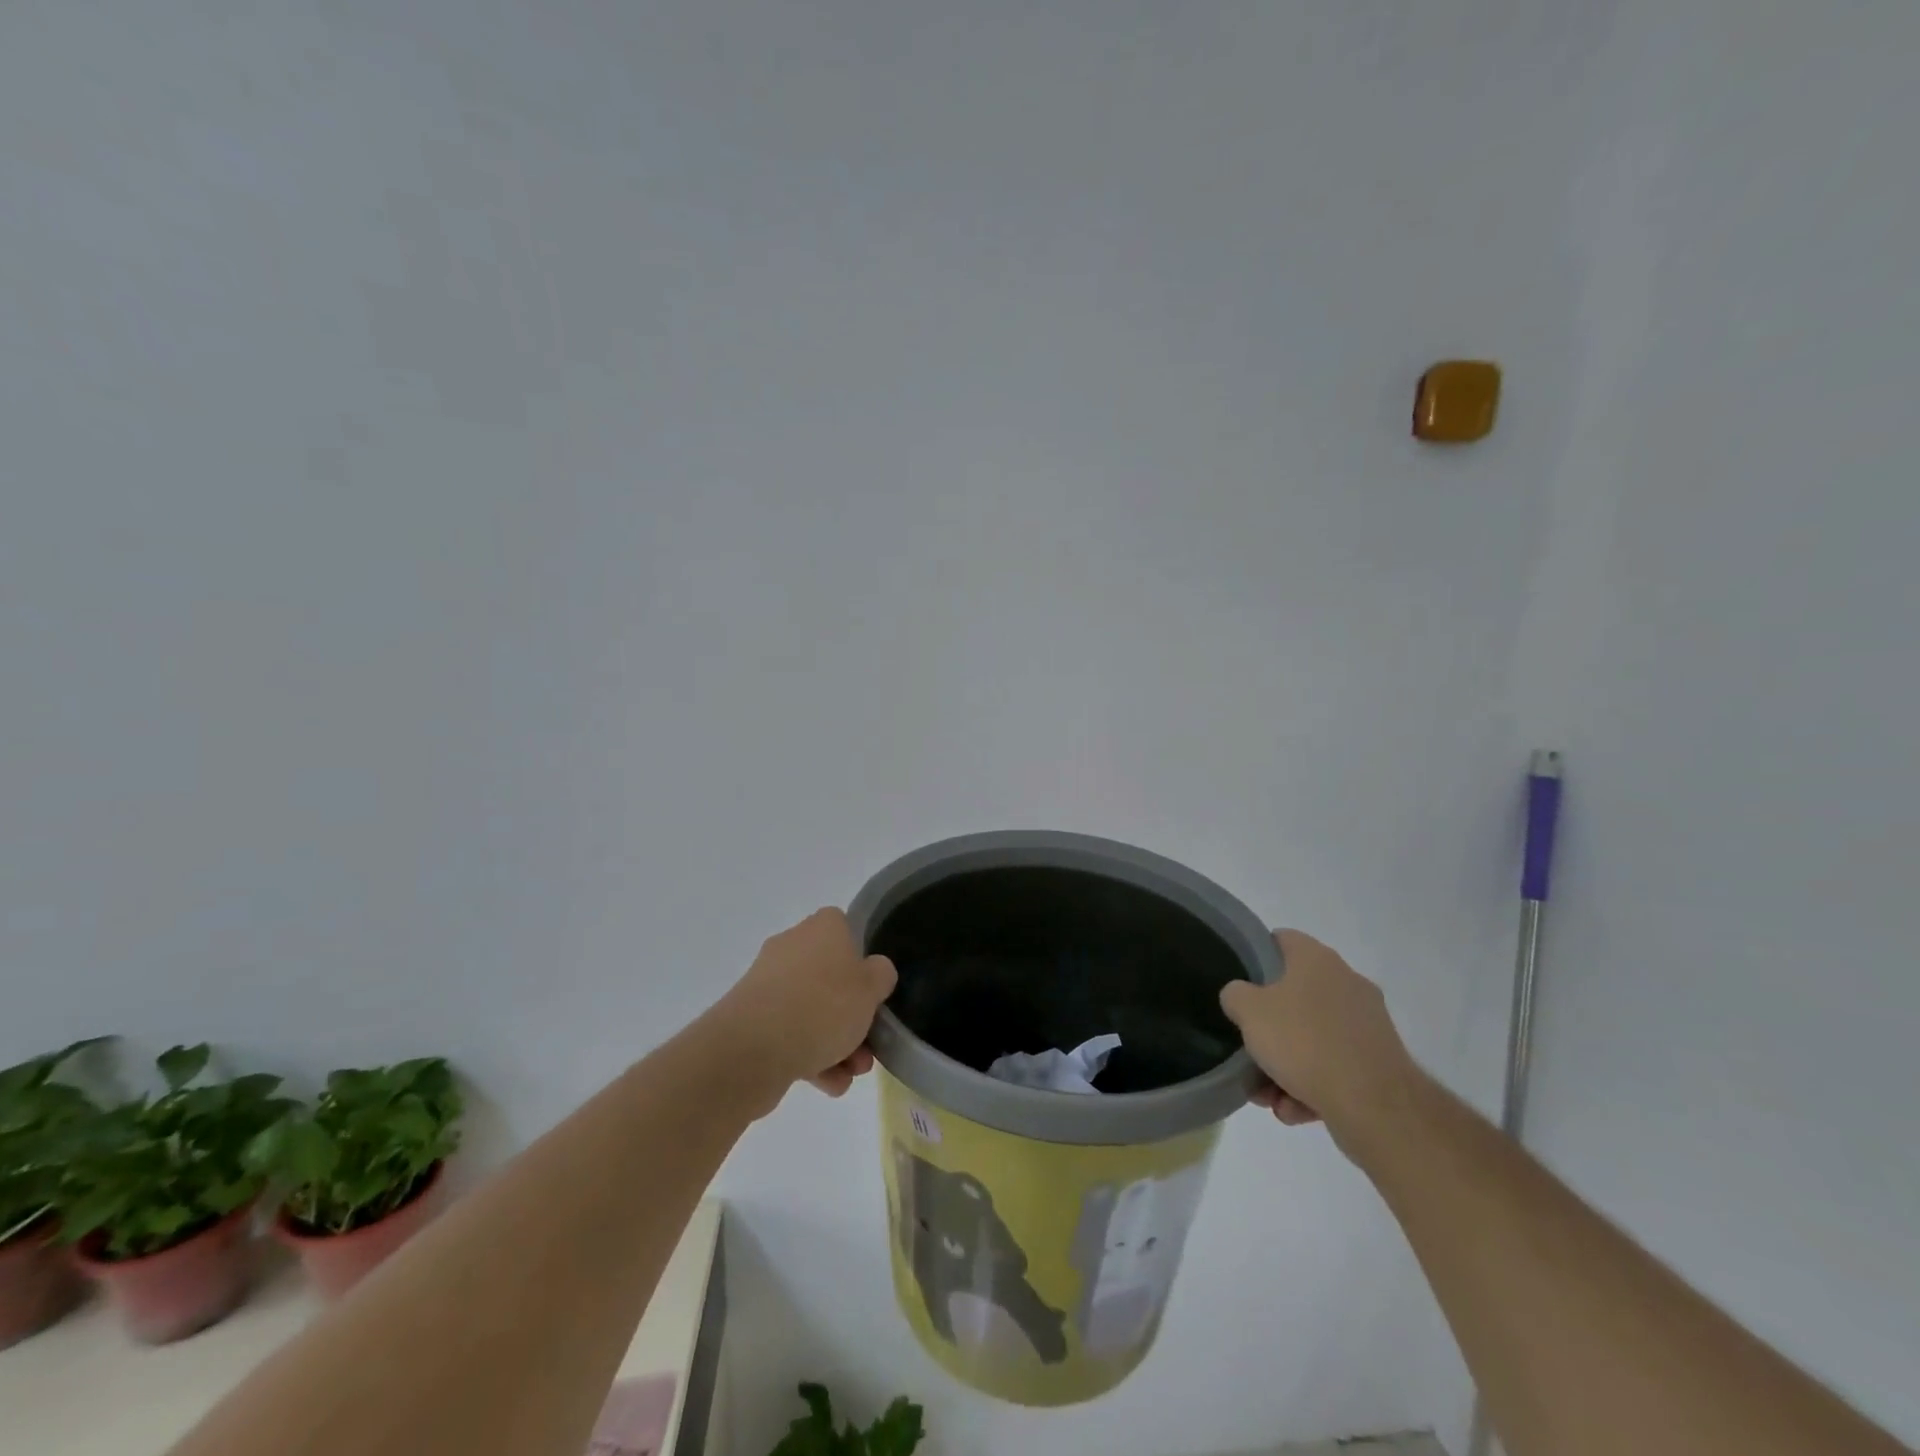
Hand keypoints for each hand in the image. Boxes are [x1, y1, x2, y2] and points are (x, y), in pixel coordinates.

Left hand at [710, 908, 897, 1101]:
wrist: (751, 1050)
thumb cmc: (822, 1006)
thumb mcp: (871, 988)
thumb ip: (881, 975)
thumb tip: (873, 972)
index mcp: (822, 928)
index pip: (847, 931)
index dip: (864, 961)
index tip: (874, 991)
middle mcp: (792, 947)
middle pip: (832, 978)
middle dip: (853, 1016)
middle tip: (869, 1046)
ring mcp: (768, 984)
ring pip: (812, 1011)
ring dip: (837, 1044)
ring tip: (852, 1074)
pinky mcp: (751, 1020)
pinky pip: (790, 1034)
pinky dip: (811, 1057)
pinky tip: (829, 1085)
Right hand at [1221, 929, 1422, 1143]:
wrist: (1376, 1106)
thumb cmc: (1304, 1042)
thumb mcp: (1249, 1011)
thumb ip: (1235, 994)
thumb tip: (1241, 996)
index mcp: (1316, 959)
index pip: (1279, 941)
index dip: (1255, 957)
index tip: (1238, 985)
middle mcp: (1346, 982)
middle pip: (1293, 997)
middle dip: (1268, 1030)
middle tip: (1248, 1051)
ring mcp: (1366, 1023)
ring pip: (1312, 1038)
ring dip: (1286, 1066)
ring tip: (1269, 1097)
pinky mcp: (1378, 1062)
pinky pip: (1333, 1067)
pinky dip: (1312, 1087)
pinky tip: (1294, 1110)